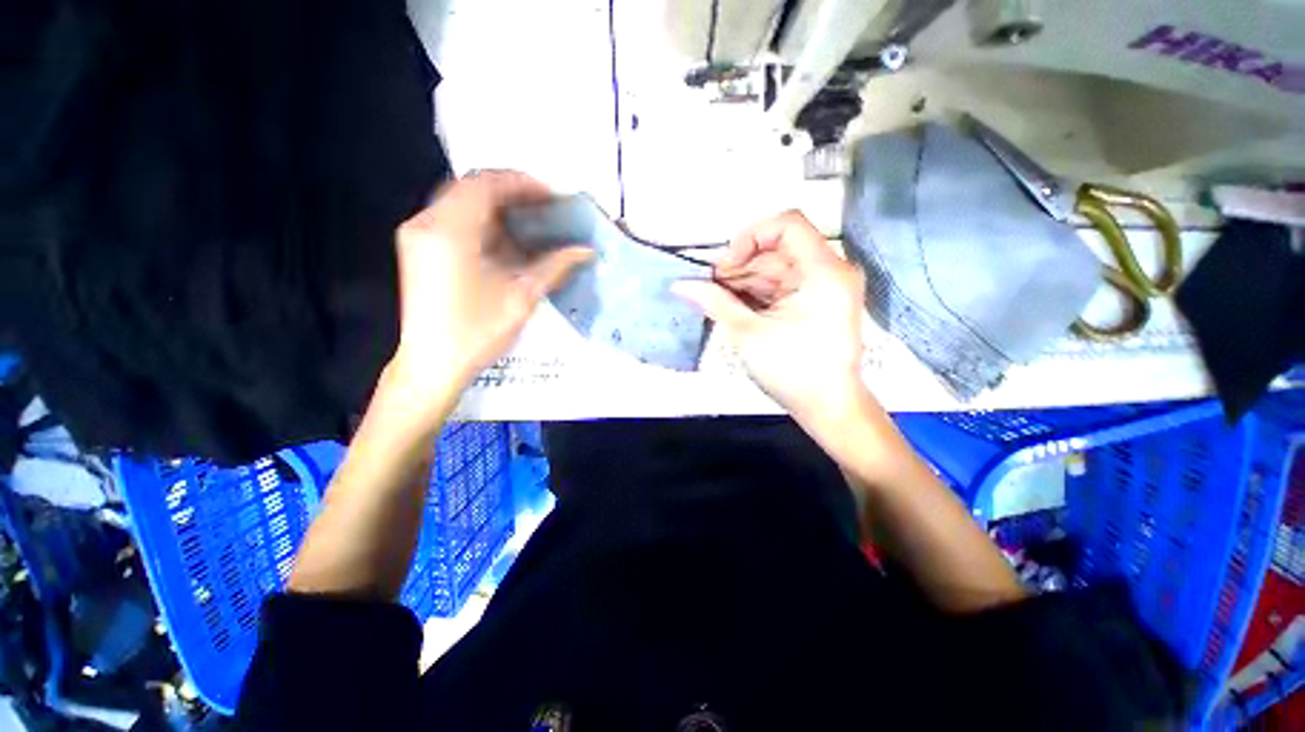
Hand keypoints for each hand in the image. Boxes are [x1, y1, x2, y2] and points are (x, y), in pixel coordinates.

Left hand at [391, 171, 590, 397]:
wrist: (431, 365)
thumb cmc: (476, 333)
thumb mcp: (521, 298)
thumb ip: (554, 267)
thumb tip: (586, 250)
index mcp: (449, 231)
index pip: (485, 184)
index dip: (522, 184)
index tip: (553, 197)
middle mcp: (427, 223)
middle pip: (471, 187)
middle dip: (511, 192)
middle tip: (545, 206)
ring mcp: (419, 235)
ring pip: (461, 201)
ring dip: (497, 205)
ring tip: (531, 220)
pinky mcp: (420, 248)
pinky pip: (454, 218)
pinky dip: (483, 220)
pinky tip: (507, 238)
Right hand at [673, 211, 867, 422]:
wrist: (828, 407)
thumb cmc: (792, 371)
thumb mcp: (748, 334)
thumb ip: (714, 302)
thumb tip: (680, 285)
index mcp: (823, 272)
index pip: (787, 224)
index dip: (750, 237)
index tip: (726, 266)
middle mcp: (830, 271)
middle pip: (777, 249)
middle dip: (740, 265)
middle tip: (708, 285)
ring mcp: (825, 287)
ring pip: (776, 269)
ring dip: (744, 281)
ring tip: (715, 297)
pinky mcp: (817, 302)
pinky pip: (782, 286)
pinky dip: (757, 293)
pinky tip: (732, 304)